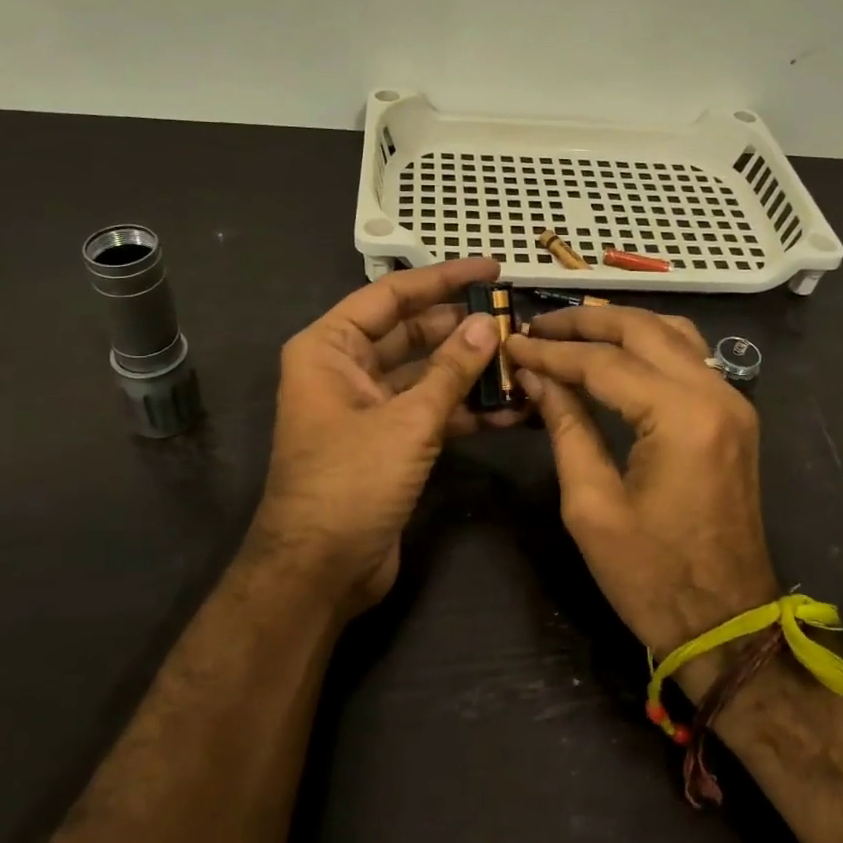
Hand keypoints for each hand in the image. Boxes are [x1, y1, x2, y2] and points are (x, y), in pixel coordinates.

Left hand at [247, 258, 515, 617]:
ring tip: (522, 361)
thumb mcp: (407, 421)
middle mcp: (345, 370)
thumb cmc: (351, 483)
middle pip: (412, 333)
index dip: (443, 279)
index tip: (491, 270)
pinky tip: (511, 411)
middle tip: (515, 319)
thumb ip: (451, 371)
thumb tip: (486, 325)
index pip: (391, 296)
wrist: (320, 572)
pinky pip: (430, 411)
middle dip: (463, 329)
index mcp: (330, 348)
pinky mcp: (389, 441)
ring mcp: (368, 407)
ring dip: (470, 371)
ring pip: (426, 374)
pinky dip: (465, 410)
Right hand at [506, 308, 779, 665]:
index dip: (552, 352)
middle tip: (537, 324)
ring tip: (570, 332)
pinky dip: (648, 344)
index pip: (604, 362)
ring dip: (620, 326)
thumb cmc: (652, 576)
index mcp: (681, 417)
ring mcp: (732, 402)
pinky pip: (688, 358)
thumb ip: (566, 427)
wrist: (727, 624)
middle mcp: (715, 394)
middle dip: (585, 322)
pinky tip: (615, 354)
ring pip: (672, 333)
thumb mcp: (591, 506)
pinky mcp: (734, 416)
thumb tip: (537, 377)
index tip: (512, 343)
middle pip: (643, 329)